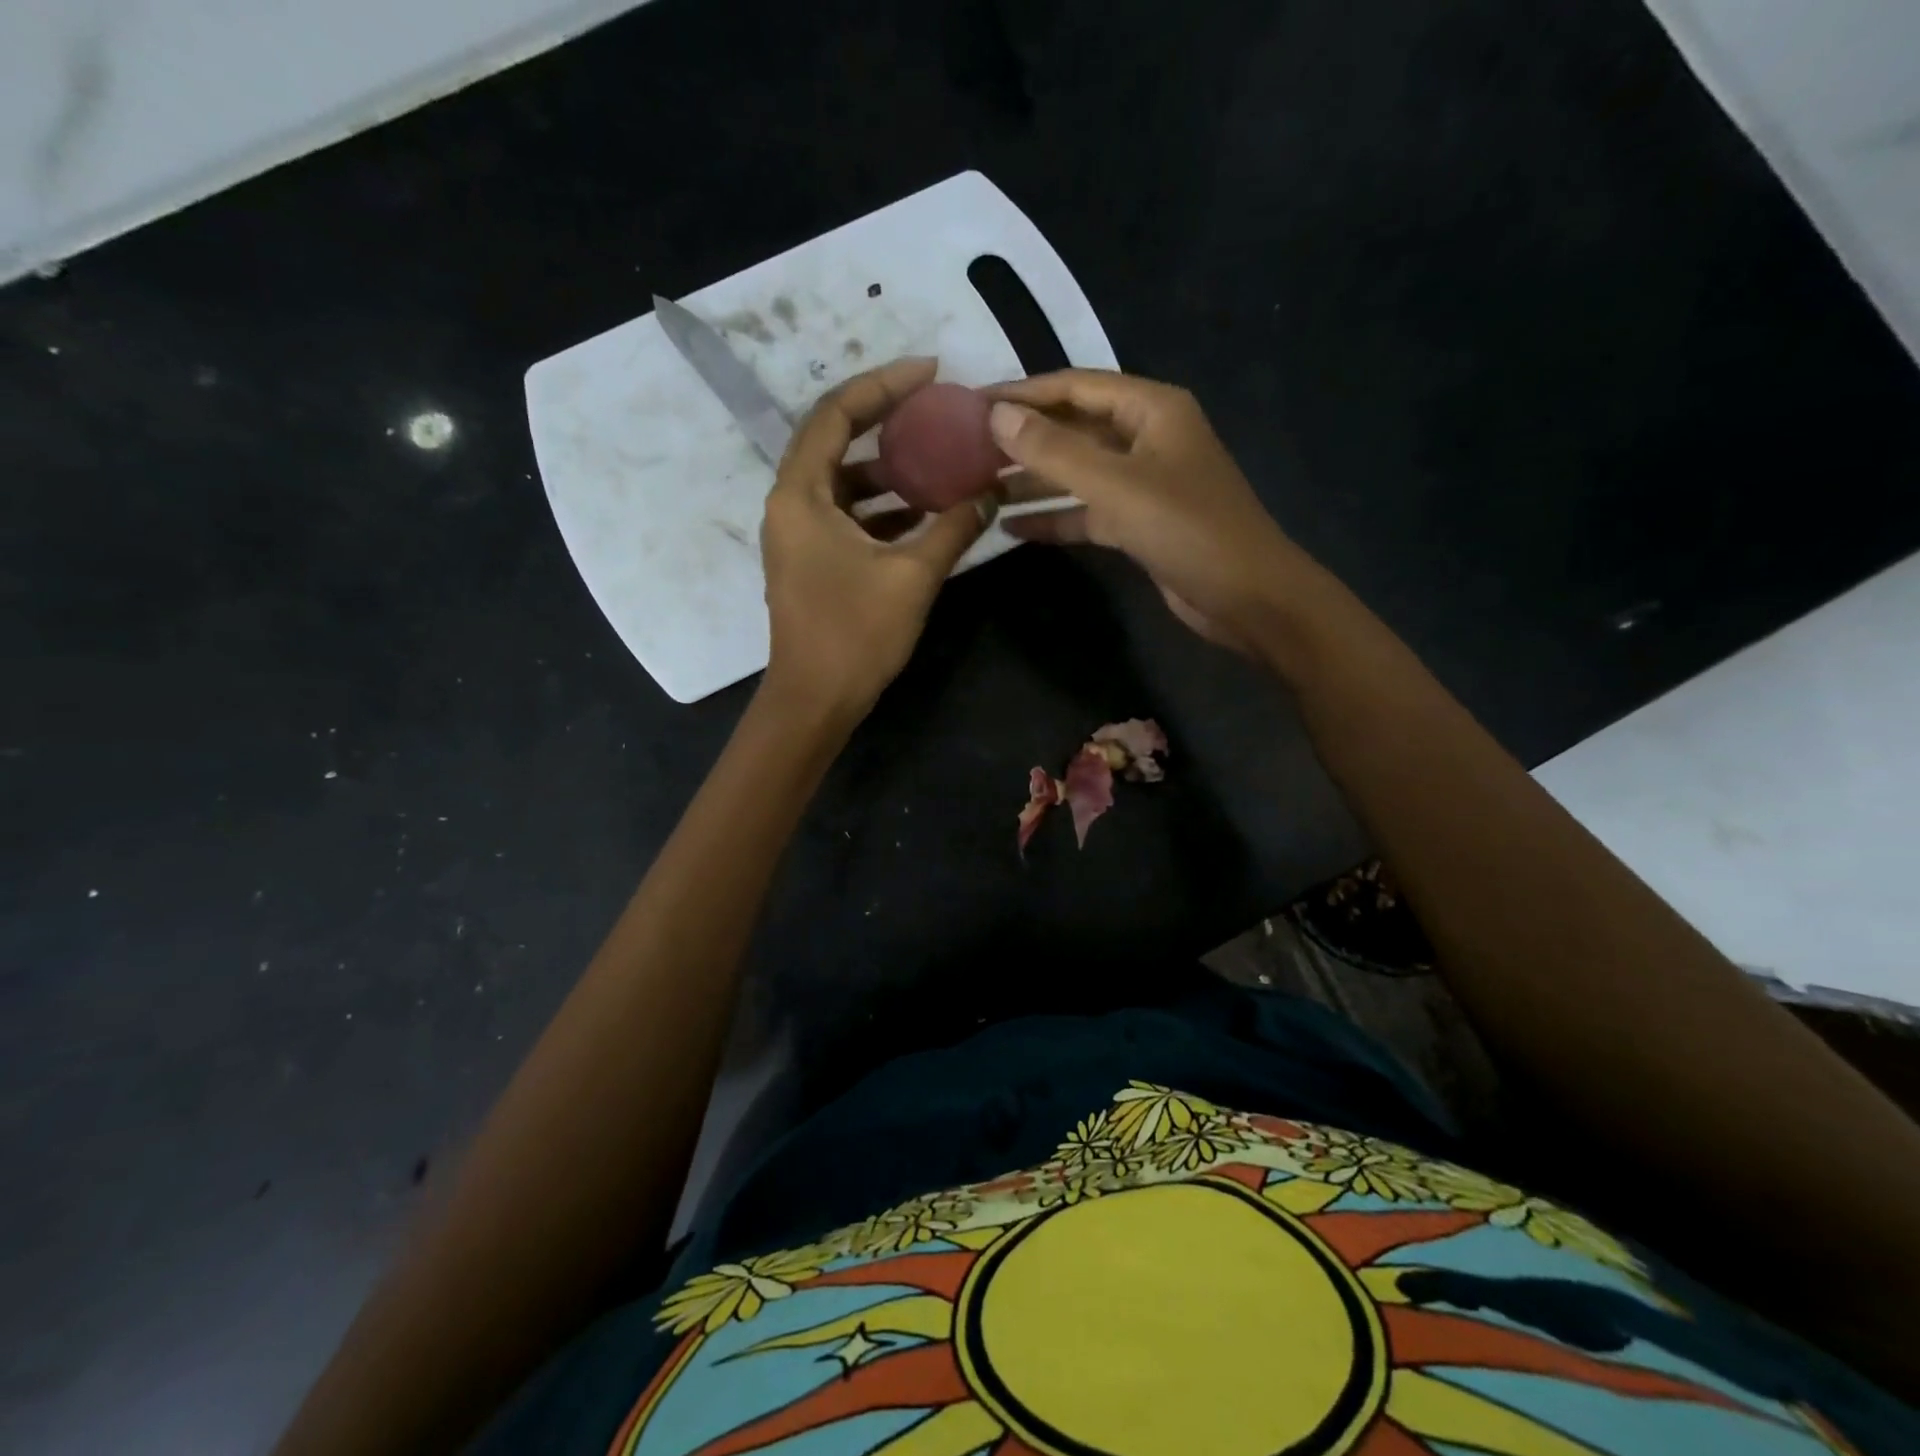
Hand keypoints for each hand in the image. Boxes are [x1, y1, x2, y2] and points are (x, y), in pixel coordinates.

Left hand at [760, 358, 990, 725]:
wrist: (814, 701)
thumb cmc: (855, 635)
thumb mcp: (913, 576)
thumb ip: (953, 528)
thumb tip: (990, 493)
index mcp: (801, 494)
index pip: (836, 413)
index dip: (883, 384)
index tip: (930, 371)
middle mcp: (790, 504)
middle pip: (835, 440)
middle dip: (886, 420)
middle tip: (935, 408)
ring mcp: (797, 535)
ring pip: (843, 482)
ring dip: (888, 469)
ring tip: (938, 460)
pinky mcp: (810, 561)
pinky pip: (846, 515)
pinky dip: (881, 507)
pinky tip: (923, 513)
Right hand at [987, 370, 1322, 655]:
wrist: (1247, 597)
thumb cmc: (1188, 529)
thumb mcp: (1117, 485)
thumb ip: (1055, 451)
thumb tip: (996, 416)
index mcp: (1151, 409)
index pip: (1075, 387)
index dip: (1023, 393)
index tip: (973, 402)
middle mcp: (1146, 438)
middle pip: (1074, 429)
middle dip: (1024, 440)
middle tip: (966, 450)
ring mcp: (1143, 484)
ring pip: (1077, 474)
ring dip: (1033, 482)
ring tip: (978, 488)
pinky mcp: (1138, 525)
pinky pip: (1087, 512)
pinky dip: (1055, 519)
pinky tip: (1012, 529)